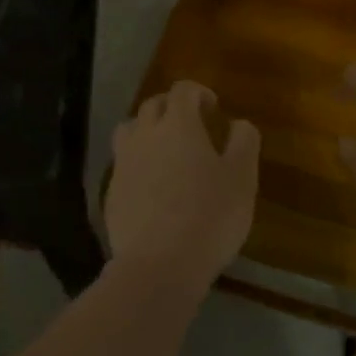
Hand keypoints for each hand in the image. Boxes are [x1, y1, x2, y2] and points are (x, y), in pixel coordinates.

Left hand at [105, 80, 259, 289]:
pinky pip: (123, 164)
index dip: (198, 93)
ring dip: (147, 131)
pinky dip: (137, 163)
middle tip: (191, 125)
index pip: (183, 90)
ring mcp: (123, 164)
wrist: (158, 265)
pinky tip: (152, 186)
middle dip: (172, 108)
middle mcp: (145, 135)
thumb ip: (244, 142)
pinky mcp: (111, 193)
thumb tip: (239, 123)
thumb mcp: (242, 178)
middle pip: (153, 106)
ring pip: (130, 131)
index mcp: (178, 125)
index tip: (212, 107)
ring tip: (165, 150)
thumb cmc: (210, 216)